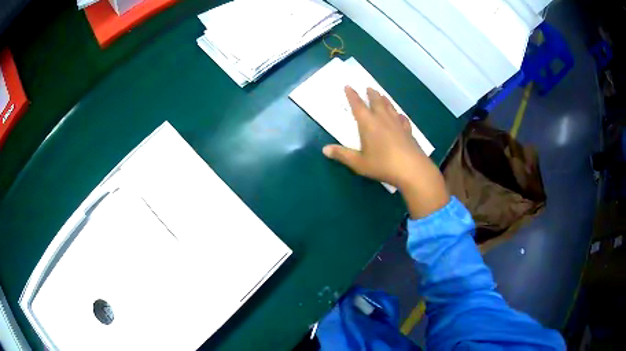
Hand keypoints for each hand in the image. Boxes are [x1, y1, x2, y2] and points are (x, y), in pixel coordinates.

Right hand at [322, 86, 448, 217]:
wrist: (412, 169)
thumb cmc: (382, 165)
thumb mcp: (359, 163)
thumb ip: (342, 155)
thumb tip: (324, 149)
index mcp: (368, 124)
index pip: (358, 105)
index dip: (352, 95)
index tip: (348, 86)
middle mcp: (383, 119)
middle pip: (376, 102)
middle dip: (371, 94)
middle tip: (368, 87)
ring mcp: (397, 124)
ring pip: (390, 107)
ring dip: (385, 100)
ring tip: (382, 95)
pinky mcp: (408, 131)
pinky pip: (403, 118)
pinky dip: (399, 114)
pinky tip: (400, 115)